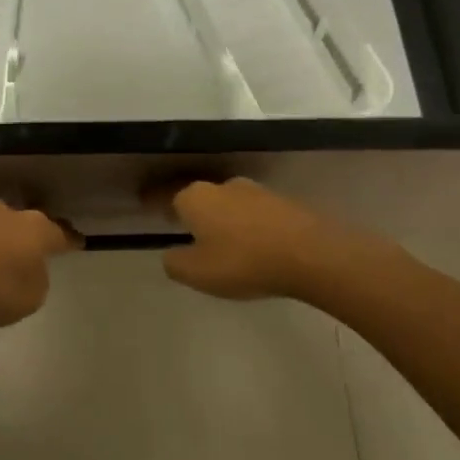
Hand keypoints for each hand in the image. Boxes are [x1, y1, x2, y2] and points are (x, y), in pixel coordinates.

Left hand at [0, 202, 78, 328]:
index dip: (70, 241)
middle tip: (37, 251)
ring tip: (3, 259)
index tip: (79, 242)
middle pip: (29, 224)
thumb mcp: (29, 298)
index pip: (61, 234)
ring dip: (3, 241)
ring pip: (0, 226)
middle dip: (33, 237)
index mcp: (37, 230)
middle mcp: (10, 214)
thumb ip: (37, 282)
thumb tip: (29, 270)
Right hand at [161, 178, 396, 300]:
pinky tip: (252, 244)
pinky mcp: (283, 203)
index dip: (154, 203)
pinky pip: (253, 214)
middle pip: (198, 197)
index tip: (148, 207)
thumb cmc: (244, 262)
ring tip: (221, 241)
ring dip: (222, 219)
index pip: (166, 196)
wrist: (312, 255)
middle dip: (191, 212)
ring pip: (227, 204)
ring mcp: (255, 192)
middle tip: (186, 230)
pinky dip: (247, 226)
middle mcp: (222, 187)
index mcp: (194, 198)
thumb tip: (171, 254)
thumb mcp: (197, 273)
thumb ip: (175, 263)